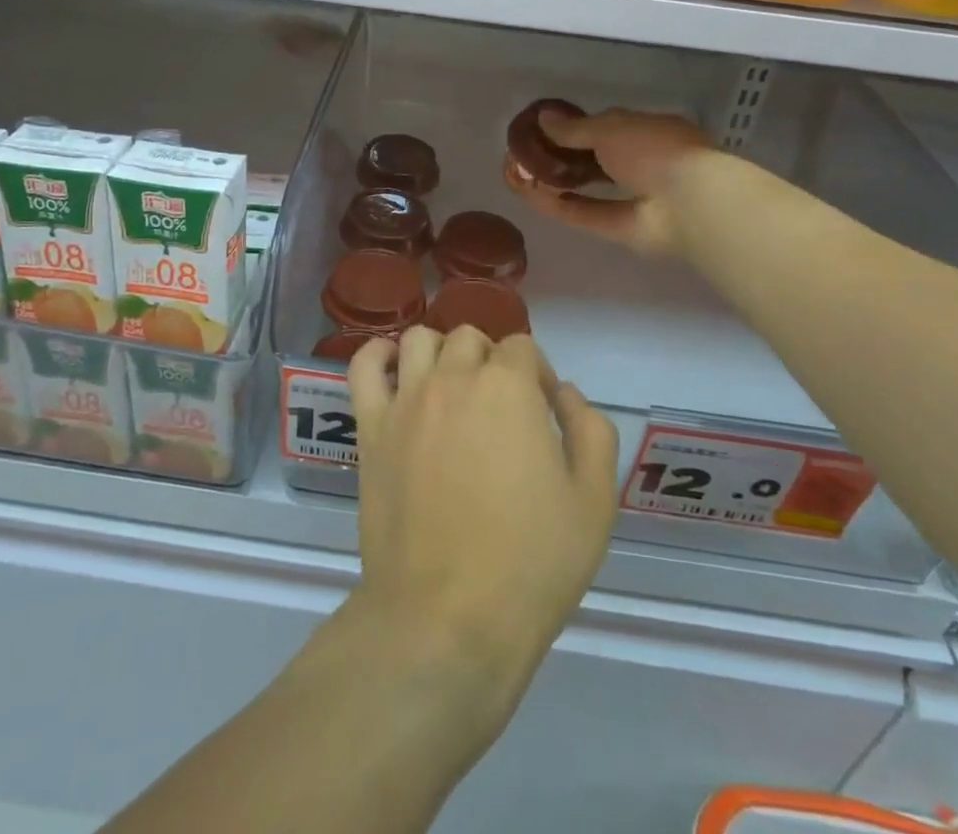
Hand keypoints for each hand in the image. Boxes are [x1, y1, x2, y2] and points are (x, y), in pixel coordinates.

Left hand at [346, 326, 618, 708]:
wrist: (448, 618)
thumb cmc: (531, 563)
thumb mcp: (593, 502)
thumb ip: (590, 431)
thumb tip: (566, 394)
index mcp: (508, 388)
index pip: (522, 347)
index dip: (538, 375)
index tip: (544, 414)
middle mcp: (453, 378)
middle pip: (471, 339)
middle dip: (492, 361)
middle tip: (501, 410)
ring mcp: (406, 400)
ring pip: (419, 339)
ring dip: (440, 353)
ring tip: (452, 390)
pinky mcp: (370, 427)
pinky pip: (363, 367)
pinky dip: (377, 356)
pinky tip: (395, 372)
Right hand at [505, 106, 713, 255]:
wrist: (689, 204)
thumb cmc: (654, 150)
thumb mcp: (610, 127)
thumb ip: (574, 128)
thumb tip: (542, 118)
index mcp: (650, 132)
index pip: (610, 126)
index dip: (578, 127)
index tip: (546, 128)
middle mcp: (645, 164)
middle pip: (597, 159)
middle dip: (563, 156)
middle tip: (527, 152)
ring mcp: (635, 199)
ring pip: (589, 188)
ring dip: (557, 181)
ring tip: (521, 173)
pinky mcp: (623, 229)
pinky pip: (586, 214)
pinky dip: (559, 206)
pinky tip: (530, 196)